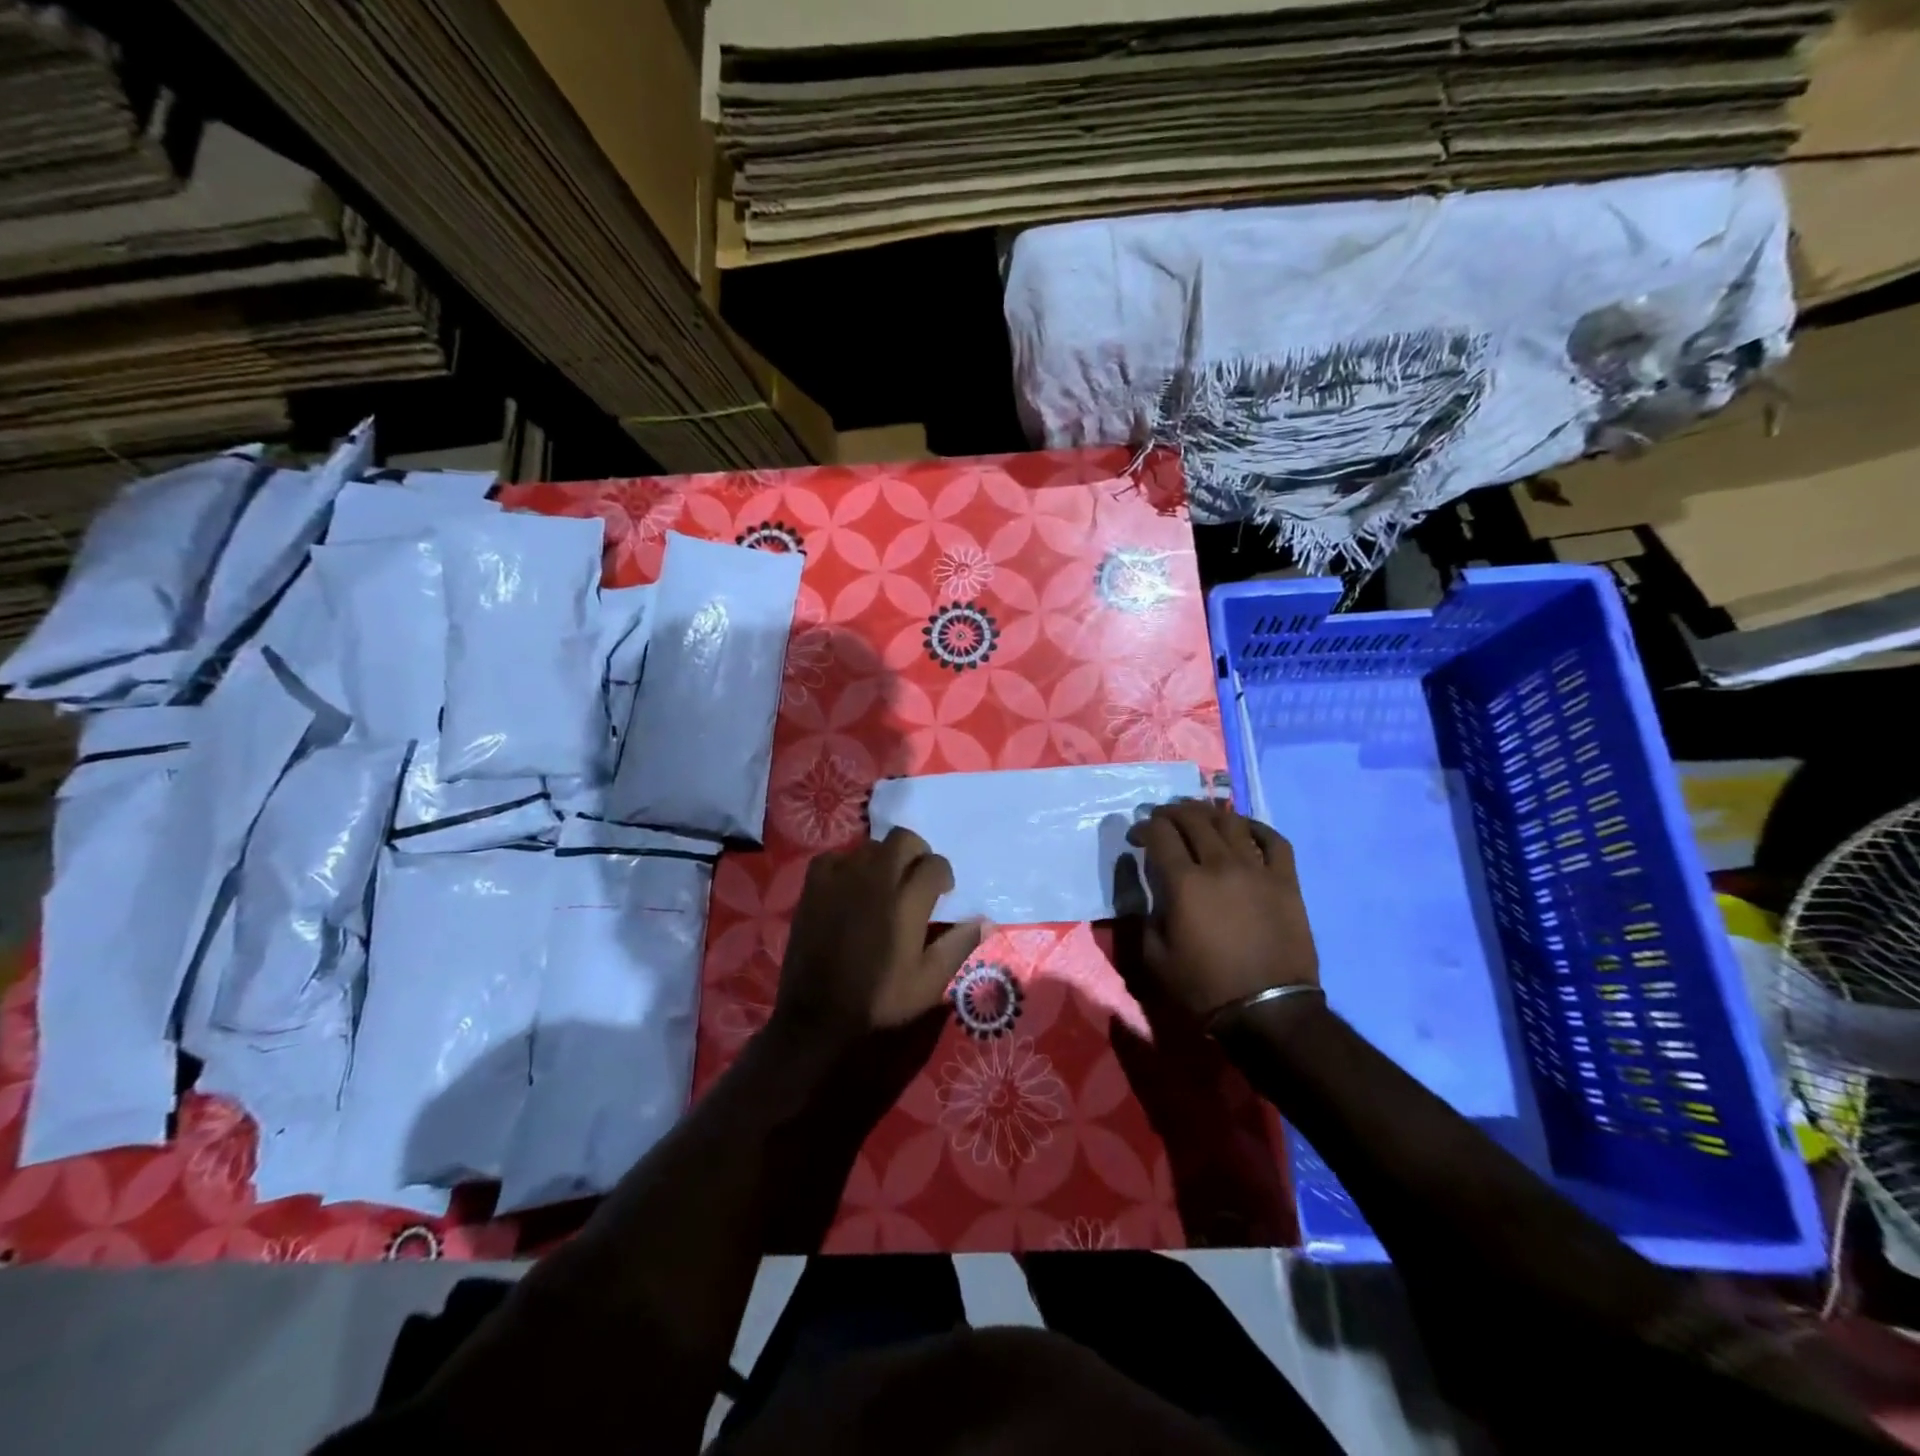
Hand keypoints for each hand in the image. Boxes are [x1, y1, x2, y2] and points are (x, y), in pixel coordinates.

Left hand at [772, 827, 987, 1047]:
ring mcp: (841, 877)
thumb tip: (986, 921)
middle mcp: (876, 878)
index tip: (942, 893)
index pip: (935, 864)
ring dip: (884, 859)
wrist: (818, 1015)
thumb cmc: (879, 1000)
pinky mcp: (814, 885)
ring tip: (884, 886)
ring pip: (871, 846)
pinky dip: (848, 865)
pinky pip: (836, 856)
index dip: (943, 876)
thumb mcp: (928, 982)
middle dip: (917, 854)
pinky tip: (850, 887)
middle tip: (916, 880)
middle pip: (904, 839)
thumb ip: (958, 945)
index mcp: (907, 901)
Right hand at [1126, 800, 1317, 1022]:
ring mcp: (1257, 870)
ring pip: (1231, 822)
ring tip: (1198, 816)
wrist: (1268, 1012)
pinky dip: (1256, 827)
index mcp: (1184, 883)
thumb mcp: (1154, 957)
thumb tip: (1147, 885)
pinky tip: (1243, 827)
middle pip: (1193, 819)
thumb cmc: (1203, 988)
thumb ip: (1144, 913)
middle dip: (1171, 813)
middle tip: (1162, 819)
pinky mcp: (1286, 881)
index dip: (1144, 828)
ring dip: (1208, 813)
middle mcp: (1220, 865)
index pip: (1160, 834)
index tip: (1137, 837)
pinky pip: (1274, 840)